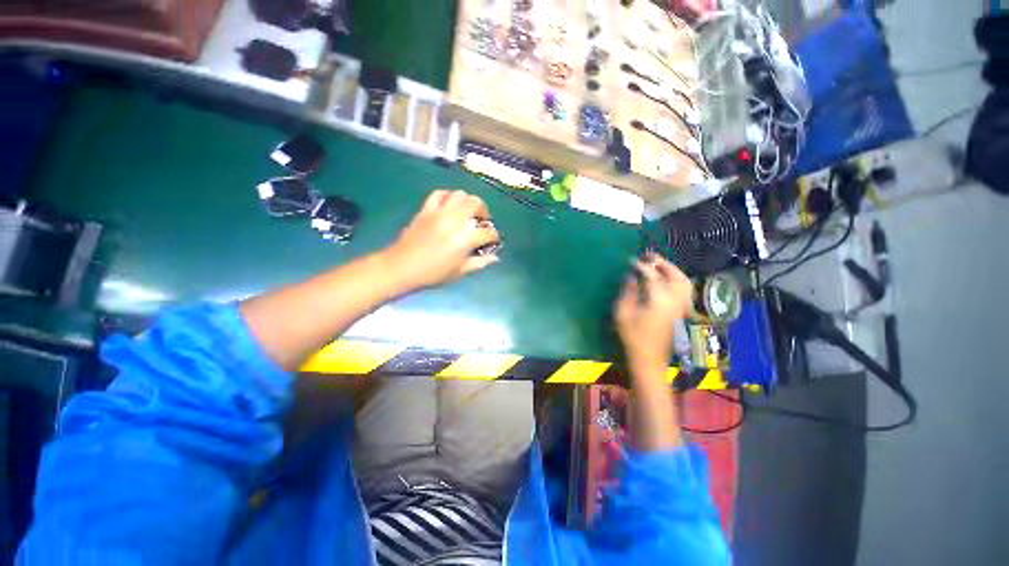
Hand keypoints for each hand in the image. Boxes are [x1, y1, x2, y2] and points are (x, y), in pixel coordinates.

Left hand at [385, 190, 500, 289]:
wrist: (402, 267)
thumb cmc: (433, 273)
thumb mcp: (460, 272)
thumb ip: (479, 263)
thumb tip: (495, 257)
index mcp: (465, 238)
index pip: (488, 232)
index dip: (494, 236)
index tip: (492, 240)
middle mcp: (455, 220)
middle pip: (476, 203)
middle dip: (483, 211)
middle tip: (481, 221)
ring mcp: (439, 212)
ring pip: (459, 194)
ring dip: (467, 201)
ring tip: (466, 212)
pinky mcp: (426, 209)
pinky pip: (439, 194)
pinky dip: (448, 196)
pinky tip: (449, 206)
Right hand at [615, 253, 692, 374]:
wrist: (649, 359)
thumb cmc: (632, 337)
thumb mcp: (623, 313)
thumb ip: (628, 292)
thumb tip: (631, 277)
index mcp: (658, 299)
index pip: (652, 275)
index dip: (641, 266)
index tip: (631, 260)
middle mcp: (674, 300)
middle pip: (674, 275)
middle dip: (662, 263)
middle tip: (649, 256)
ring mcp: (681, 307)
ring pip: (684, 282)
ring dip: (672, 270)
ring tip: (659, 265)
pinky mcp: (681, 312)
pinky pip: (685, 290)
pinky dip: (678, 280)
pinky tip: (667, 280)